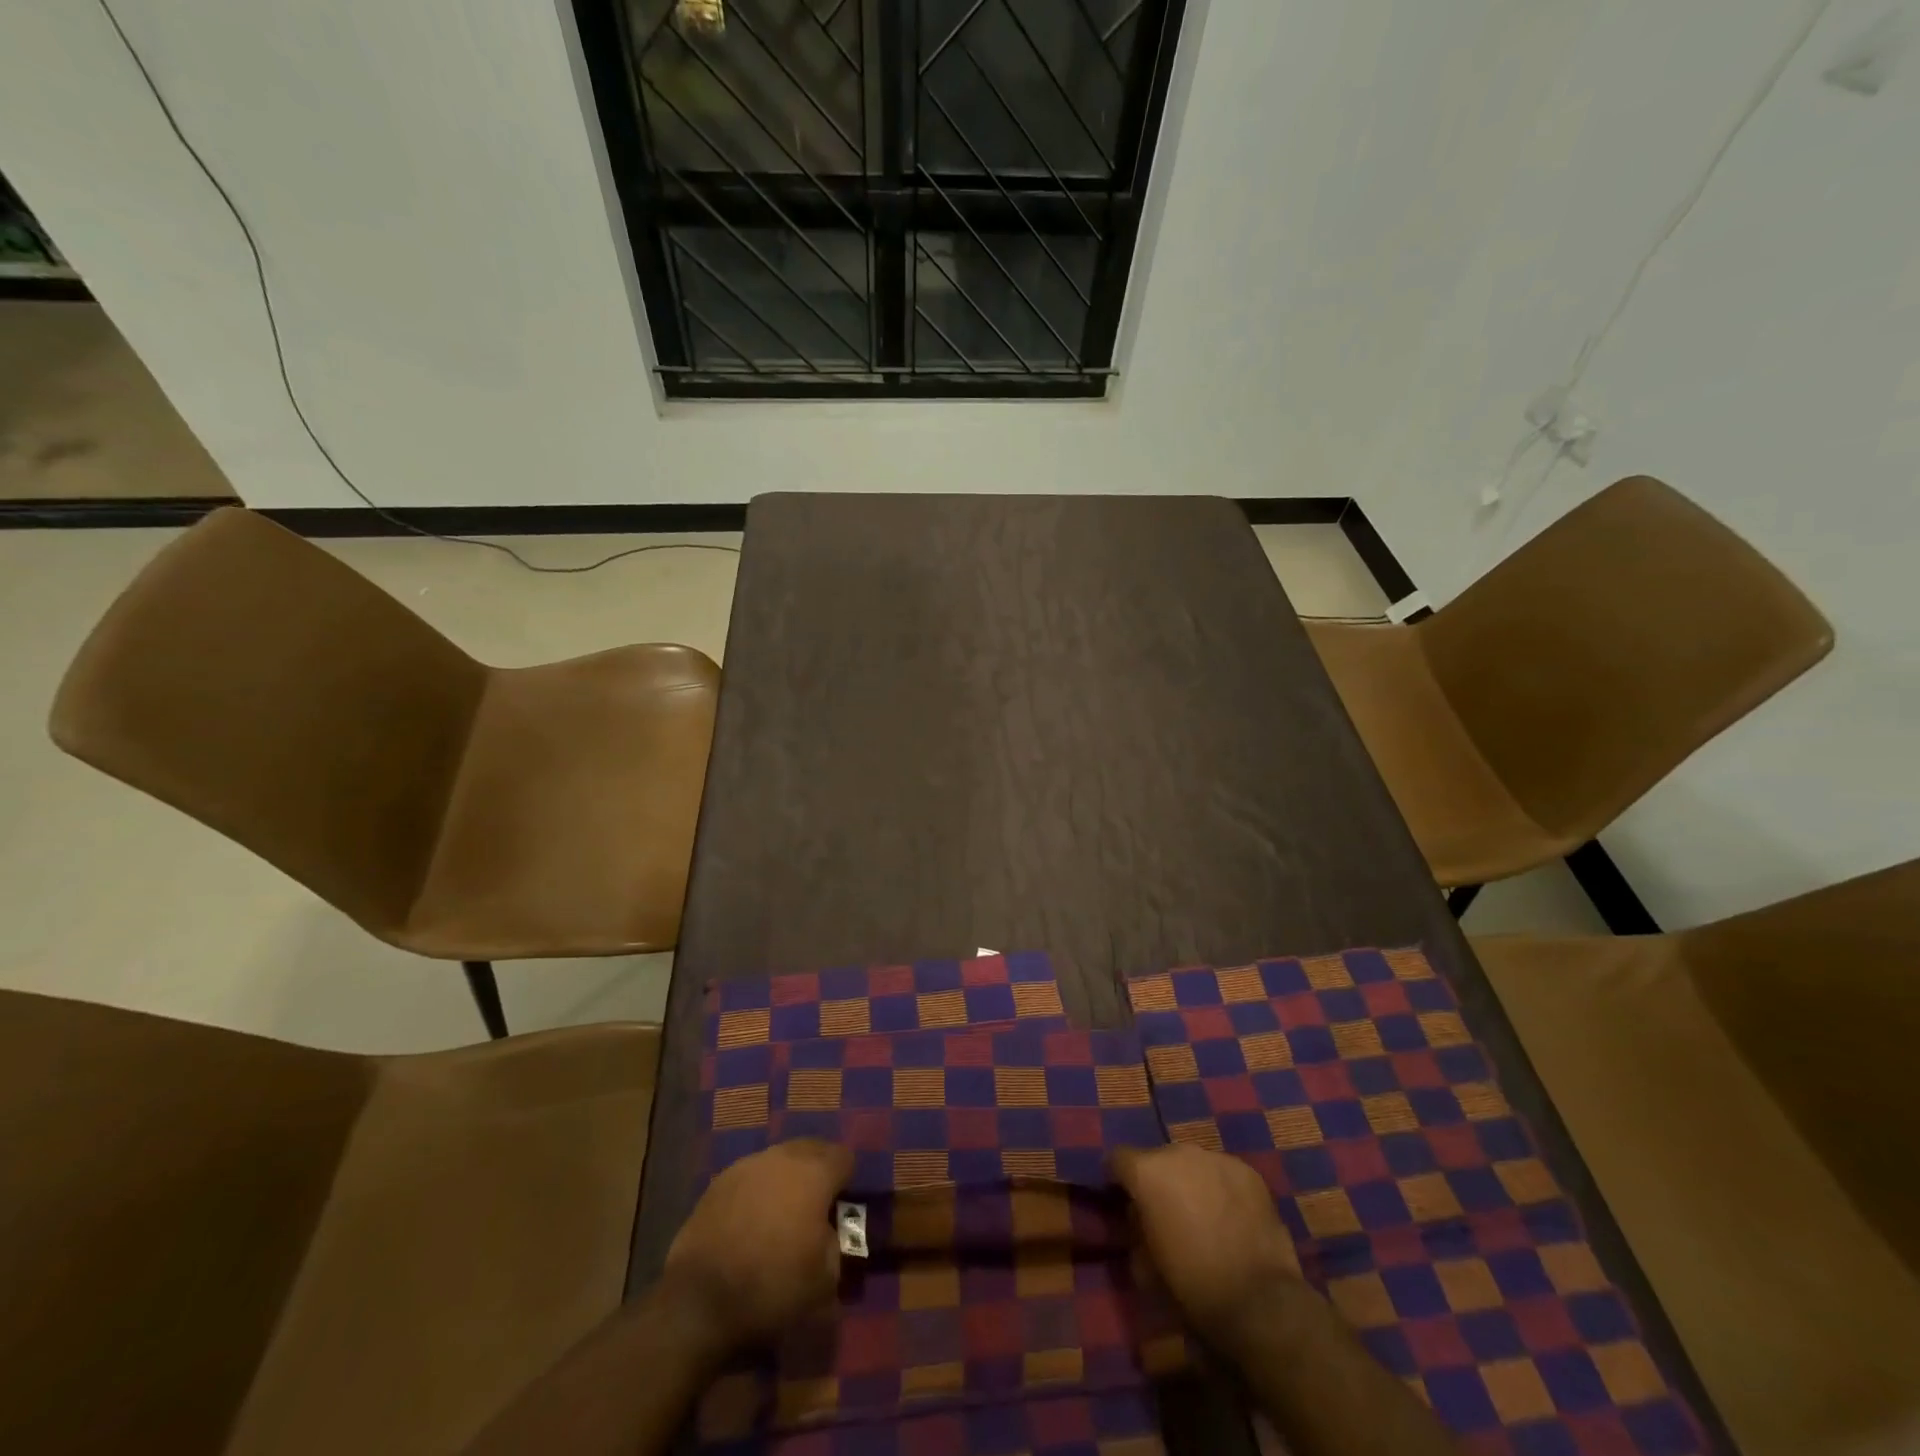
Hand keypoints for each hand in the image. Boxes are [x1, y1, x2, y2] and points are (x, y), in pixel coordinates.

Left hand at [663, 1140, 851, 1356]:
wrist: (700, 1301)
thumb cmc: (772, 1286)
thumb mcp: (825, 1280)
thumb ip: (836, 1244)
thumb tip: (827, 1232)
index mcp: (814, 1173)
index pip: (844, 1156)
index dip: (848, 1178)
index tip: (843, 1203)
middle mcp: (782, 1157)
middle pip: (812, 1148)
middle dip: (818, 1168)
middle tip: (816, 1203)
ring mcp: (747, 1166)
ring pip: (779, 1158)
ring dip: (787, 1176)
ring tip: (783, 1210)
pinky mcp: (719, 1182)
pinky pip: (751, 1175)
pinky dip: (758, 1189)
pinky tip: (752, 1218)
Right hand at [1112, 1144, 1301, 1345]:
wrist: (1259, 1302)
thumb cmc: (1193, 1285)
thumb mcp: (1145, 1266)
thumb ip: (1136, 1229)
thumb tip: (1139, 1218)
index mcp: (1147, 1171)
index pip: (1118, 1159)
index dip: (1117, 1179)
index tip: (1122, 1199)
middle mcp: (1178, 1152)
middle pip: (1158, 1159)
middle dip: (1159, 1181)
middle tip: (1167, 1213)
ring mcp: (1216, 1158)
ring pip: (1193, 1164)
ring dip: (1191, 1182)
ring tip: (1203, 1215)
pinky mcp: (1248, 1172)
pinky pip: (1224, 1173)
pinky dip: (1221, 1189)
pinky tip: (1231, 1218)